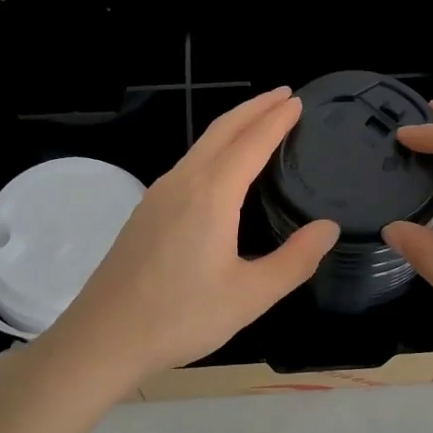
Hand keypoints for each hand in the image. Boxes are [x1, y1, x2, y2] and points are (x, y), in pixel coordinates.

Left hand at [43, 87, 339, 390]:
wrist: (104, 337)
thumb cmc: (181, 317)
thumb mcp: (251, 296)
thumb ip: (295, 260)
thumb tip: (328, 228)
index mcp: (212, 195)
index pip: (252, 143)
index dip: (277, 120)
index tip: (298, 102)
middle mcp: (183, 182)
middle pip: (222, 130)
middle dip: (254, 108)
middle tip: (283, 94)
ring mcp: (158, 194)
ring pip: (201, 145)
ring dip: (232, 126)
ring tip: (257, 121)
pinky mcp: (146, 211)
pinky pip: (188, 163)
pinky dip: (213, 148)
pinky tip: (220, 167)